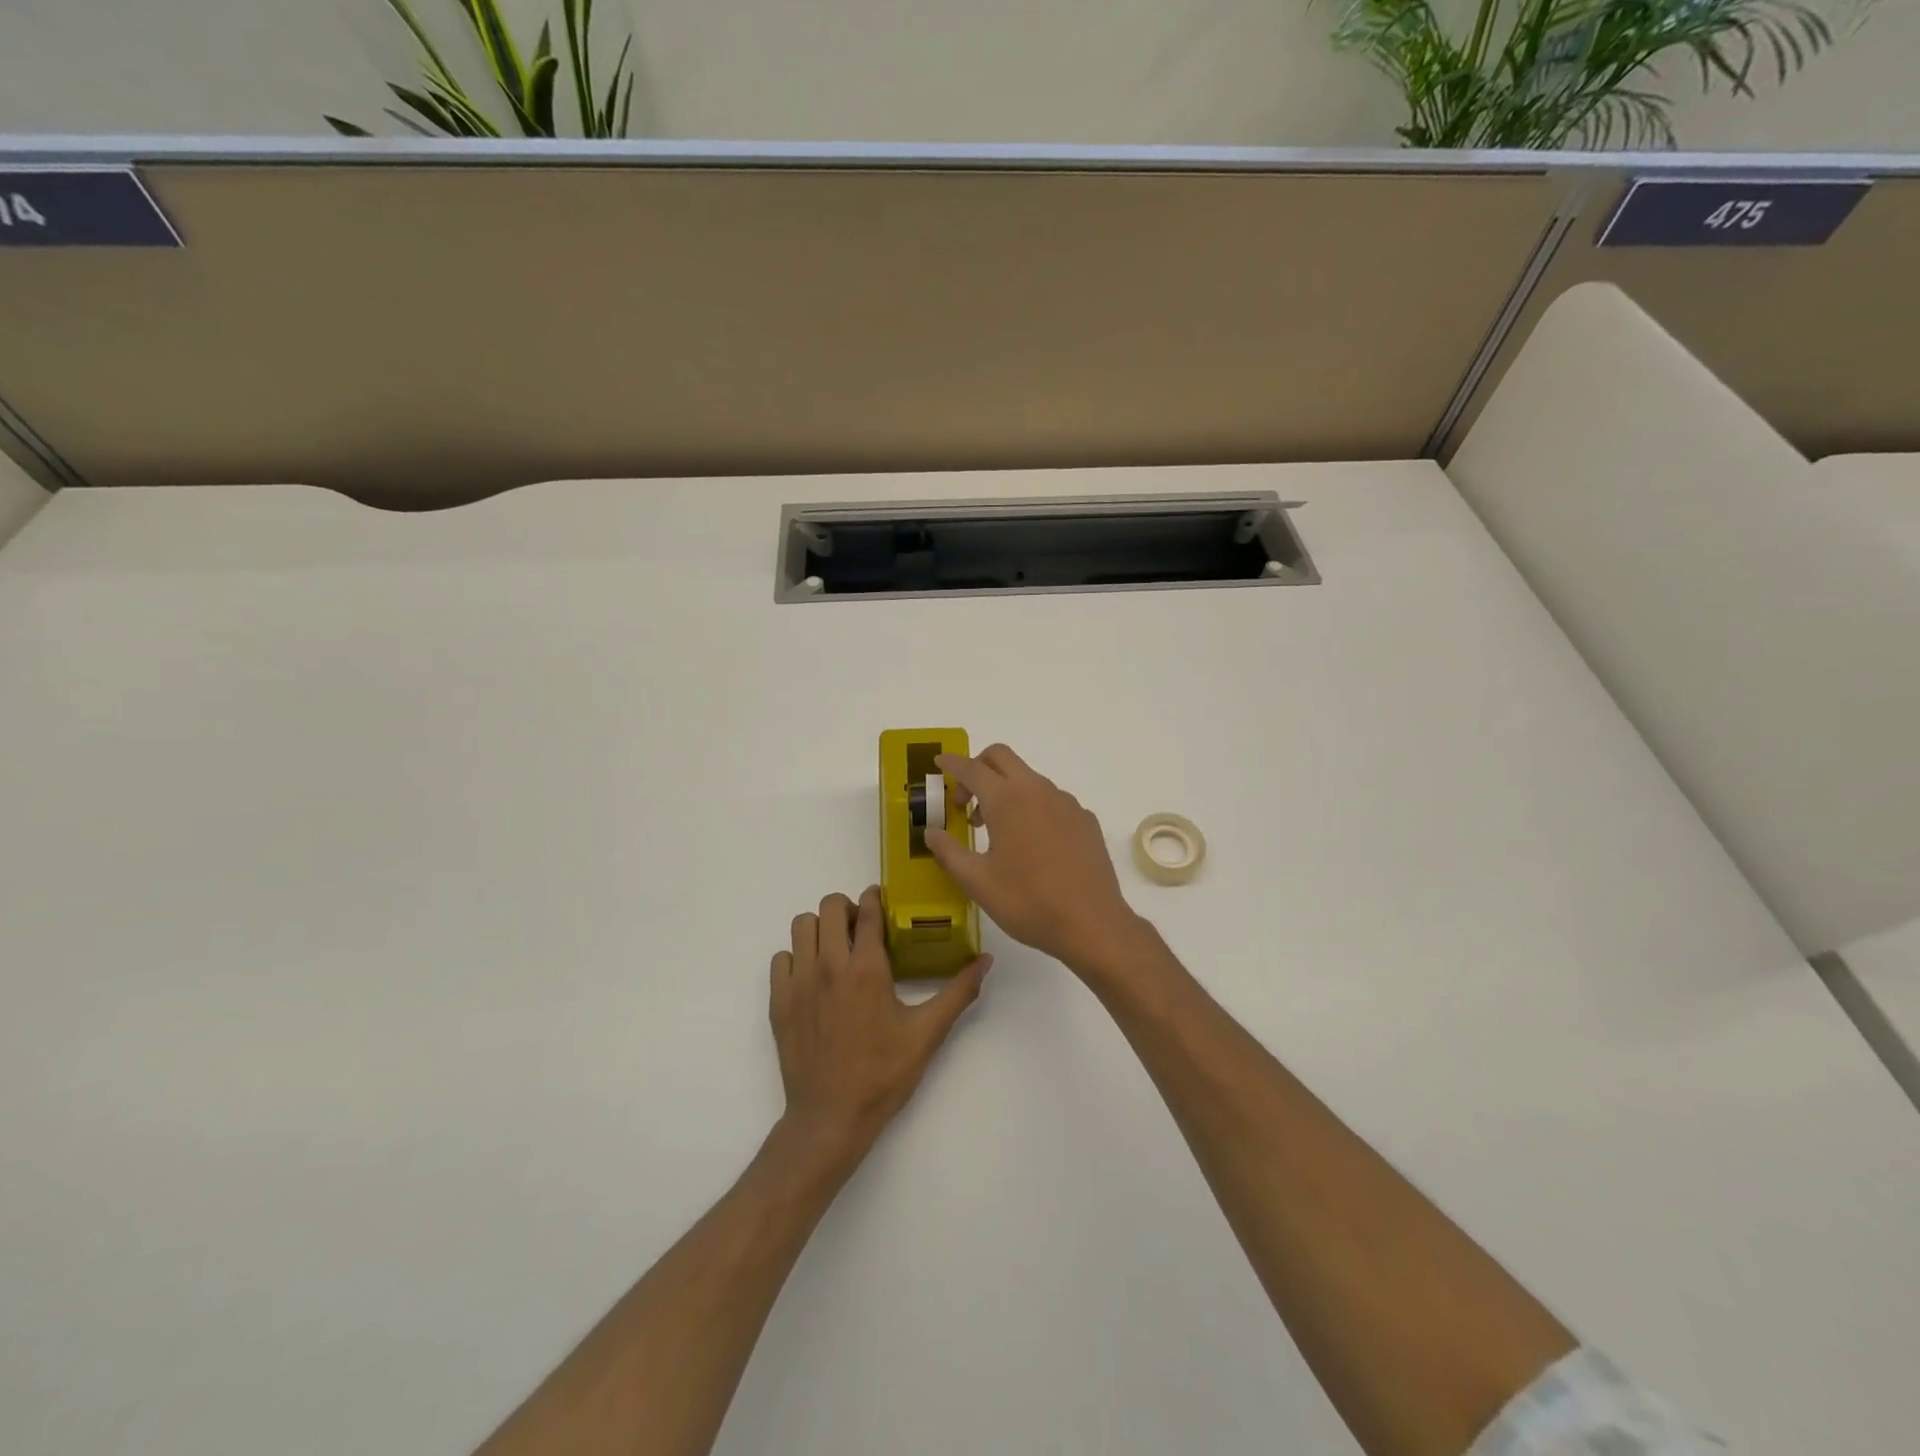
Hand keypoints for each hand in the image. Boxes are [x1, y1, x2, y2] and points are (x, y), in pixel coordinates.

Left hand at [770, 887, 990, 1166]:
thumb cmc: (883, 1074)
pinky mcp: (779, 1001)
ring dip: (820, 928)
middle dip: (847, 908)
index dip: (875, 898)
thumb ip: (958, 992)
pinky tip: (813, 977)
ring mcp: (799, 982)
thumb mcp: (927, 1034)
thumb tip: (986, 960)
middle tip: (860, 928)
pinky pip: (782, 957)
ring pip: (802, 925)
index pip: (867, 911)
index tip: (881, 901)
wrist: (830, 1118)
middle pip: (830, 906)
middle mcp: (829, 965)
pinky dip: (797, 957)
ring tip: (836, 948)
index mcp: (867, 969)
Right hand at [925, 744, 1144, 975]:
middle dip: (978, 768)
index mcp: (1007, 800)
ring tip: (995, 832)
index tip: (939, 761)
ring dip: (1005, 791)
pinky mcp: (1085, 819)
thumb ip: (949, 852)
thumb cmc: (1027, 902)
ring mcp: (1066, 803)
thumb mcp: (977, 882)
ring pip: (1028, 779)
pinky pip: (1051, 800)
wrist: (1092, 924)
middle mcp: (1037, 790)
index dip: (952, 762)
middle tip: (964, 801)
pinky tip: (1031, 845)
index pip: (972, 768)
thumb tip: (931, 832)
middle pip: (1002, 758)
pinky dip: (1032, 808)